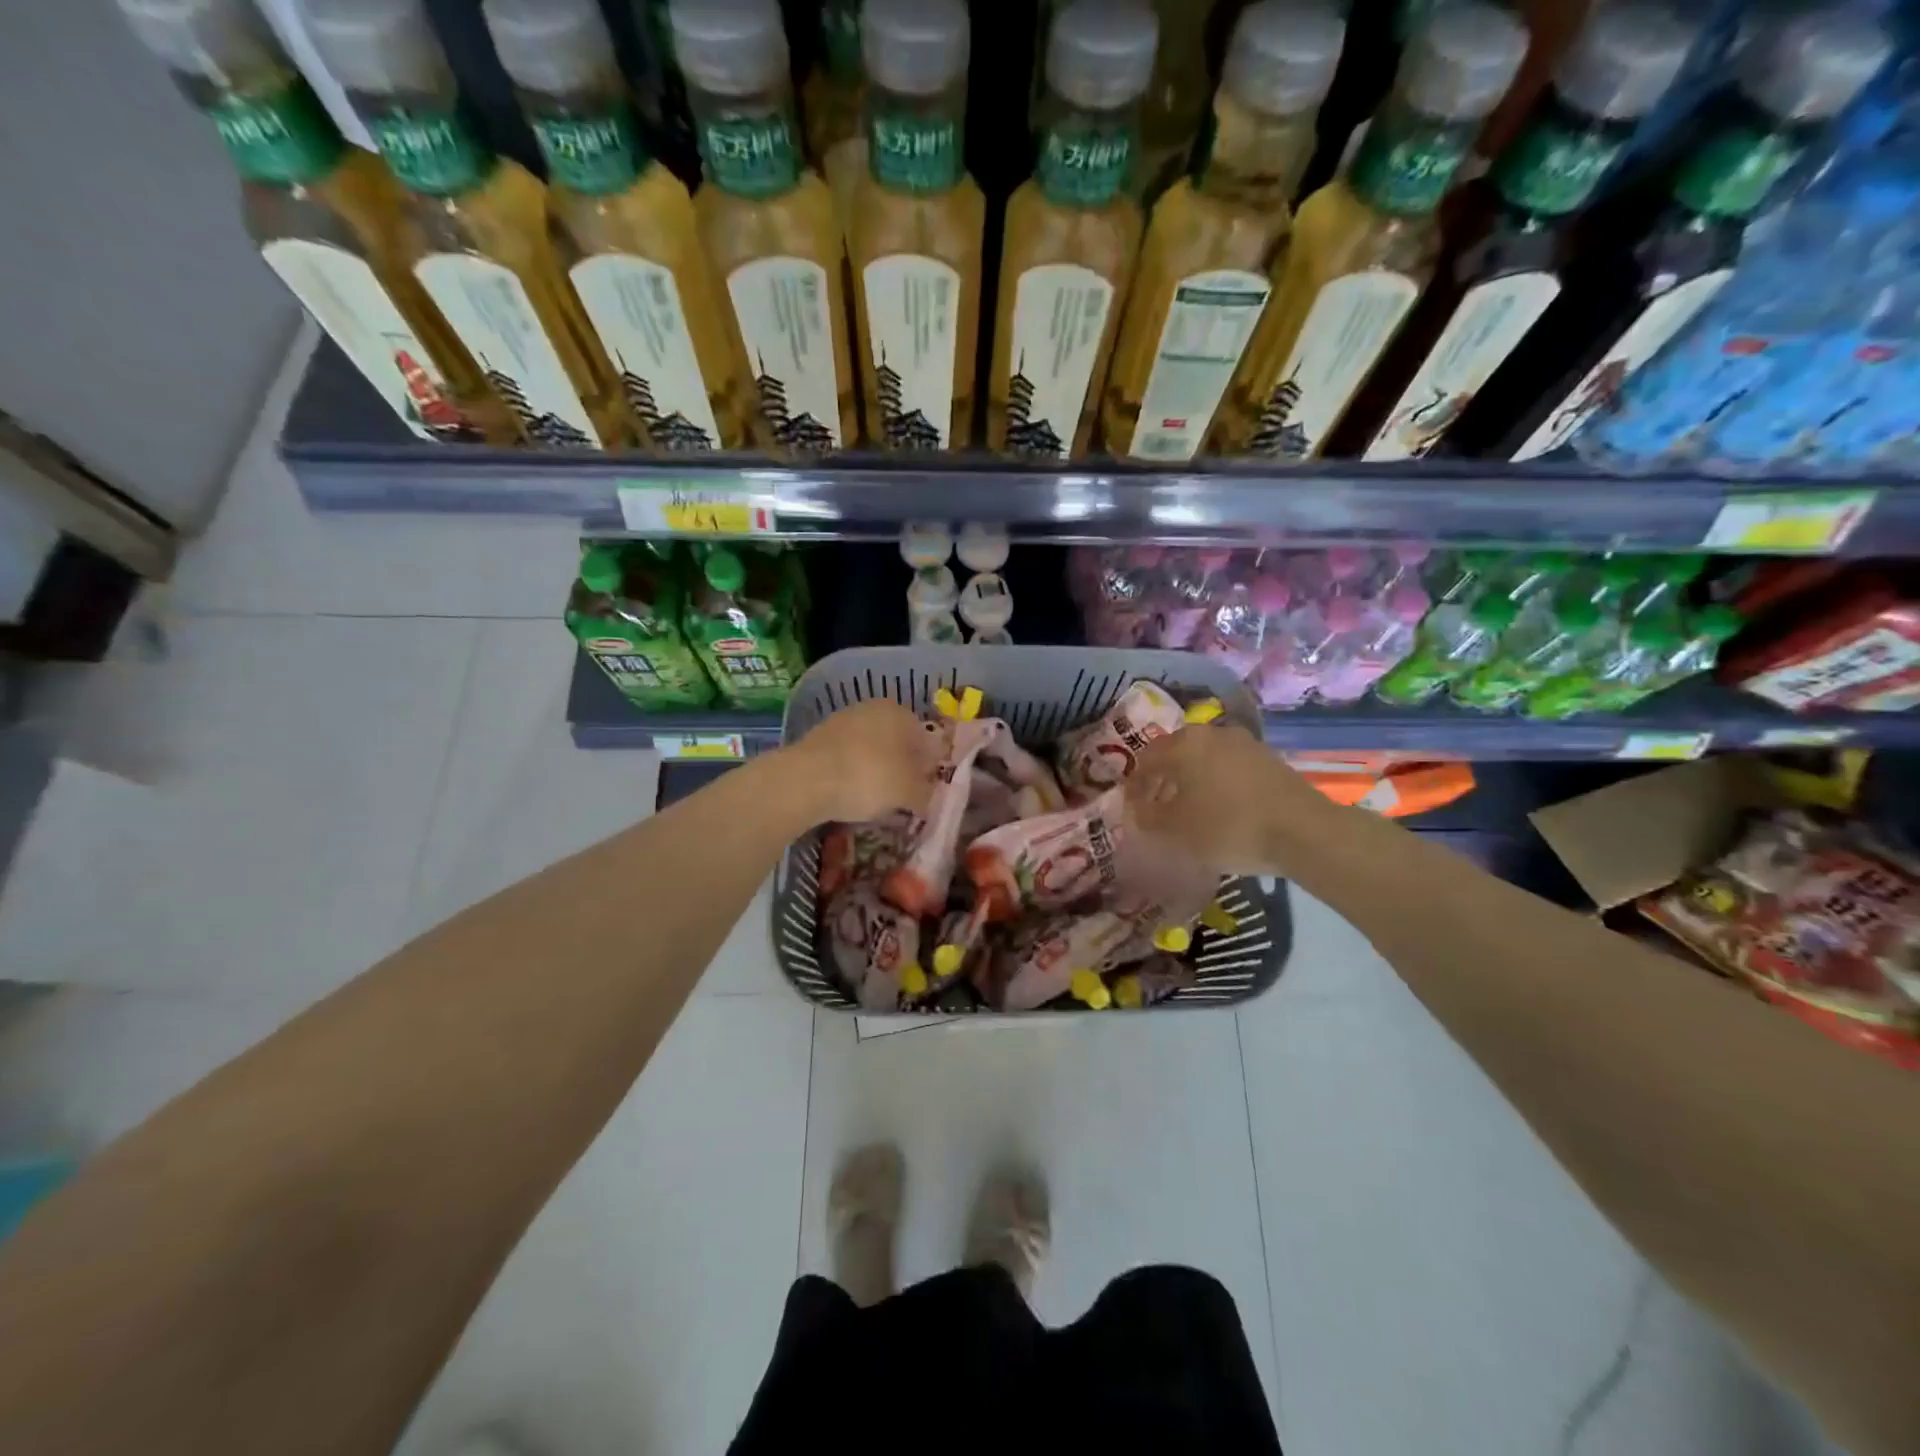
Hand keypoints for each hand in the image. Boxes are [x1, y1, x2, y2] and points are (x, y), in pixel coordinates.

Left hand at [786, 699, 941, 824]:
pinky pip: (847, 759)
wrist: (805, 780)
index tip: (927, 793)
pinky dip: (852, 775)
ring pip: (871, 750)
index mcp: (900, 713)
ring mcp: (842, 721)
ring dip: (877, 773)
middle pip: (897, 744)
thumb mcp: (909, 793)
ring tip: (876, 802)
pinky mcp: (818, 739)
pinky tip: (850, 796)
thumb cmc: (869, 778)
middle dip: (902, 770)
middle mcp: (872, 709)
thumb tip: (930, 797)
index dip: (930, 769)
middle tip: (903, 799)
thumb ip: (927, 794)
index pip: (927, 741)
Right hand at [1126, 724, 1331, 875]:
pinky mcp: (1269, 759)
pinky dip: (1218, 785)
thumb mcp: (1175, 830)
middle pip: (1176, 755)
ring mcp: (1244, 743)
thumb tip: (1138, 808)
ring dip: (1192, 782)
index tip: (1132, 810)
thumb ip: (1147, 817)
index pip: (1145, 760)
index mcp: (1182, 744)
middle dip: (1163, 780)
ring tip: (1190, 811)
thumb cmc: (1227, 827)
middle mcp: (1211, 733)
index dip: (1134, 786)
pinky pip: (1230, 768)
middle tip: (1158, 808)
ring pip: (1204, 760)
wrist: (1303, 831)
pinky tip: (1222, 809)